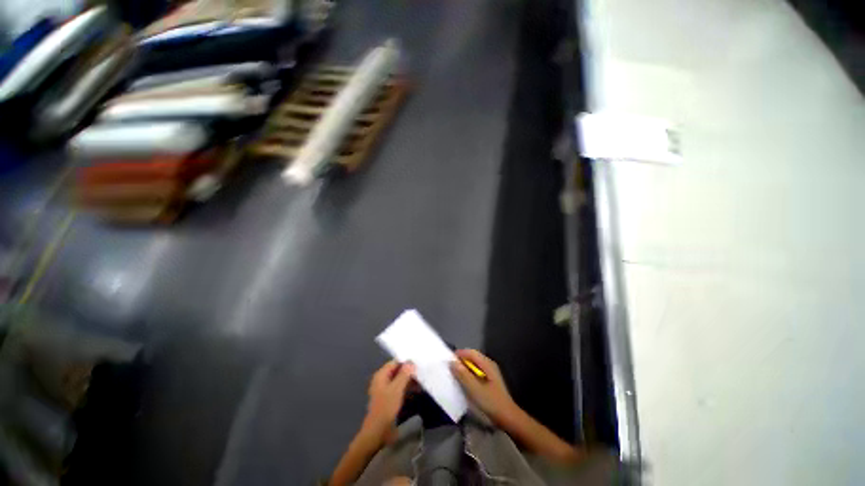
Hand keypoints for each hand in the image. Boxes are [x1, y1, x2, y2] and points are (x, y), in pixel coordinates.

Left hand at [361, 361, 415, 441]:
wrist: (378, 432)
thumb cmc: (386, 407)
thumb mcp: (397, 388)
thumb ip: (404, 374)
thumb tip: (411, 362)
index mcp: (381, 375)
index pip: (394, 362)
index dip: (405, 362)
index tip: (418, 363)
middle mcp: (382, 380)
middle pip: (397, 371)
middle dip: (408, 371)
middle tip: (422, 371)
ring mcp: (385, 391)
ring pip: (399, 381)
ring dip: (409, 380)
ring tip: (422, 380)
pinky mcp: (389, 400)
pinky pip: (399, 389)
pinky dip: (407, 388)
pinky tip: (417, 390)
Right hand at [450, 349, 518, 424]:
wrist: (508, 418)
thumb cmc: (491, 402)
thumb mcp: (475, 389)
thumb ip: (463, 375)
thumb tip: (452, 362)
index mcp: (487, 364)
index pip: (470, 352)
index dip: (459, 354)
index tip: (448, 361)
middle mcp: (489, 365)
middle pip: (472, 357)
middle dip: (461, 361)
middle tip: (450, 369)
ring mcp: (490, 372)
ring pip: (473, 365)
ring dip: (464, 369)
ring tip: (455, 376)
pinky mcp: (489, 380)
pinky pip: (476, 372)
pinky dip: (469, 375)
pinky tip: (464, 383)